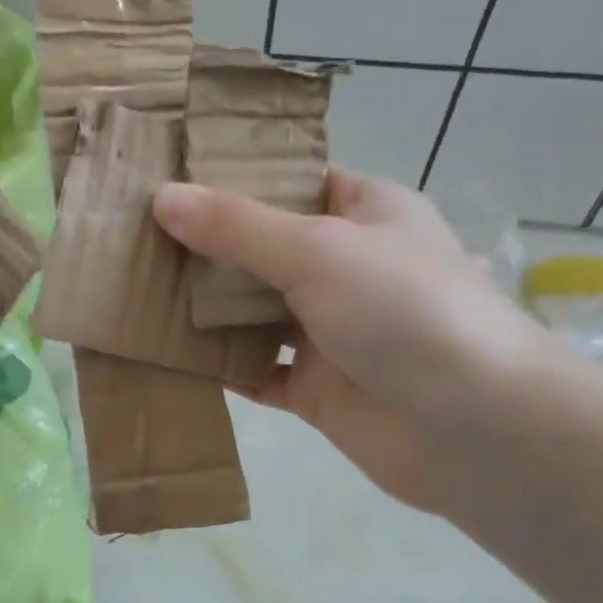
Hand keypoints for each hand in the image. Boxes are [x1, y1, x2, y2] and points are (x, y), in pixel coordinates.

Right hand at [153, 171, 553, 511]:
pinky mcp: (315, 389)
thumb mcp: (318, 250)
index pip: (292, 182)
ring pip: (255, 313)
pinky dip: (218, 366)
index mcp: (365, 213)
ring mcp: (330, 332)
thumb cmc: (403, 310)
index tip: (169, 177)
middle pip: (264, 248)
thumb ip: (238, 227)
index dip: (235, 178)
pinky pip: (255, 371)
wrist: (470, 425)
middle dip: (206, 246)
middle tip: (133, 236)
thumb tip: (162, 198)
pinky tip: (166, 356)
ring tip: (134, 290)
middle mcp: (346, 268)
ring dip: (204, 308)